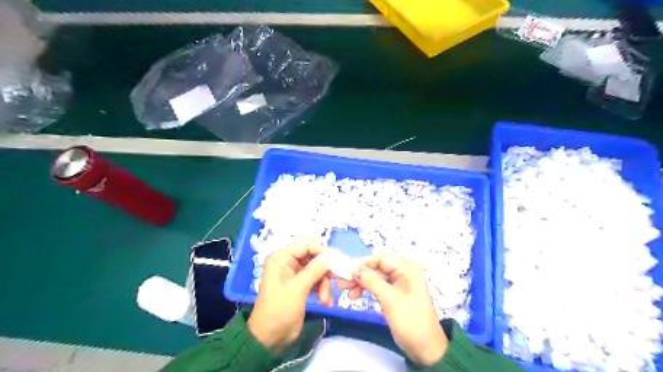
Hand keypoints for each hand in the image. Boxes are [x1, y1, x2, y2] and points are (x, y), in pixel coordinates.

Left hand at [247, 238, 333, 354]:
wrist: (269, 339)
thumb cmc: (279, 310)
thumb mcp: (298, 289)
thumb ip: (314, 270)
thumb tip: (331, 255)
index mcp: (281, 258)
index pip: (305, 244)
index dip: (321, 250)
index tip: (336, 261)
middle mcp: (287, 262)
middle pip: (313, 257)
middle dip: (324, 270)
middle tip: (336, 280)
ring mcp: (294, 274)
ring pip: (316, 269)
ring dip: (324, 283)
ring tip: (325, 299)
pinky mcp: (300, 285)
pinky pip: (315, 280)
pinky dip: (321, 289)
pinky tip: (325, 302)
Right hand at [339, 253, 448, 365]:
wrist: (425, 349)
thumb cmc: (410, 321)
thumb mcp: (389, 299)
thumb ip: (371, 281)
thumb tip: (353, 267)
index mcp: (407, 268)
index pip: (381, 258)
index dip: (363, 263)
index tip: (346, 271)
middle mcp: (404, 272)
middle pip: (377, 267)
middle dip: (359, 275)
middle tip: (342, 283)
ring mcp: (399, 283)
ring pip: (375, 277)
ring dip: (361, 283)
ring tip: (346, 292)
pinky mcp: (395, 294)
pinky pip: (378, 286)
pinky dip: (366, 290)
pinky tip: (355, 296)